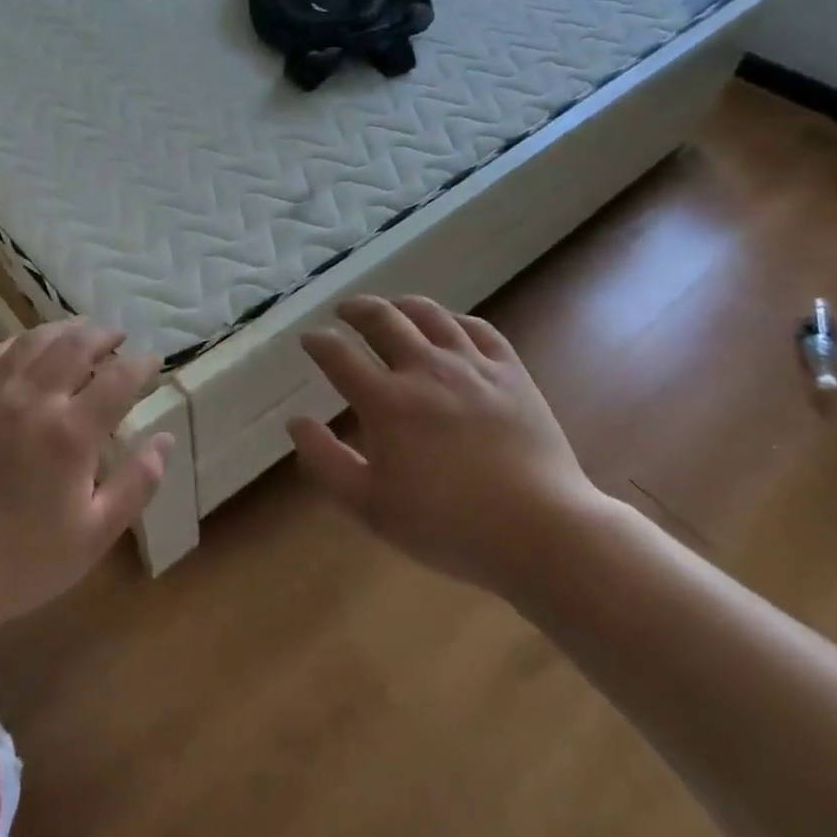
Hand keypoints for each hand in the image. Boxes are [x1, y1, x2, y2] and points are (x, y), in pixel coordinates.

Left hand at [0, 320, 171, 656]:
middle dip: (104, 335)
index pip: (118, 378)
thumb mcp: (94, 535)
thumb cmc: (22, 560)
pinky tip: (27, 349)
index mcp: (70, 433)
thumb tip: (164, 440)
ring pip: (34, 340)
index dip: (141, 364)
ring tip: (81, 333)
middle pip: (76, 344)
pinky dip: (18, 344)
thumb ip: (137, 484)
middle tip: (119, 339)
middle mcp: (33, 400)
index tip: (153, 362)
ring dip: (64, 330)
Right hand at [289, 295, 602, 591]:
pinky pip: (478, 328)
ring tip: (391, 308)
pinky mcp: (511, 371)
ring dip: (401, 305)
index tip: (309, 339)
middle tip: (344, 311)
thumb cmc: (448, 526)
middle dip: (355, 309)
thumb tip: (296, 421)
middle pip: (382, 319)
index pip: (339, 355)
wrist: (540, 530)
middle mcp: (425, 370)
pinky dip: (454, 320)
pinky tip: (448, 326)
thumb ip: (327, 462)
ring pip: (429, 314)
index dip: (318, 342)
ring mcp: (472, 365)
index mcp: (387, 402)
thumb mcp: (371, 507)